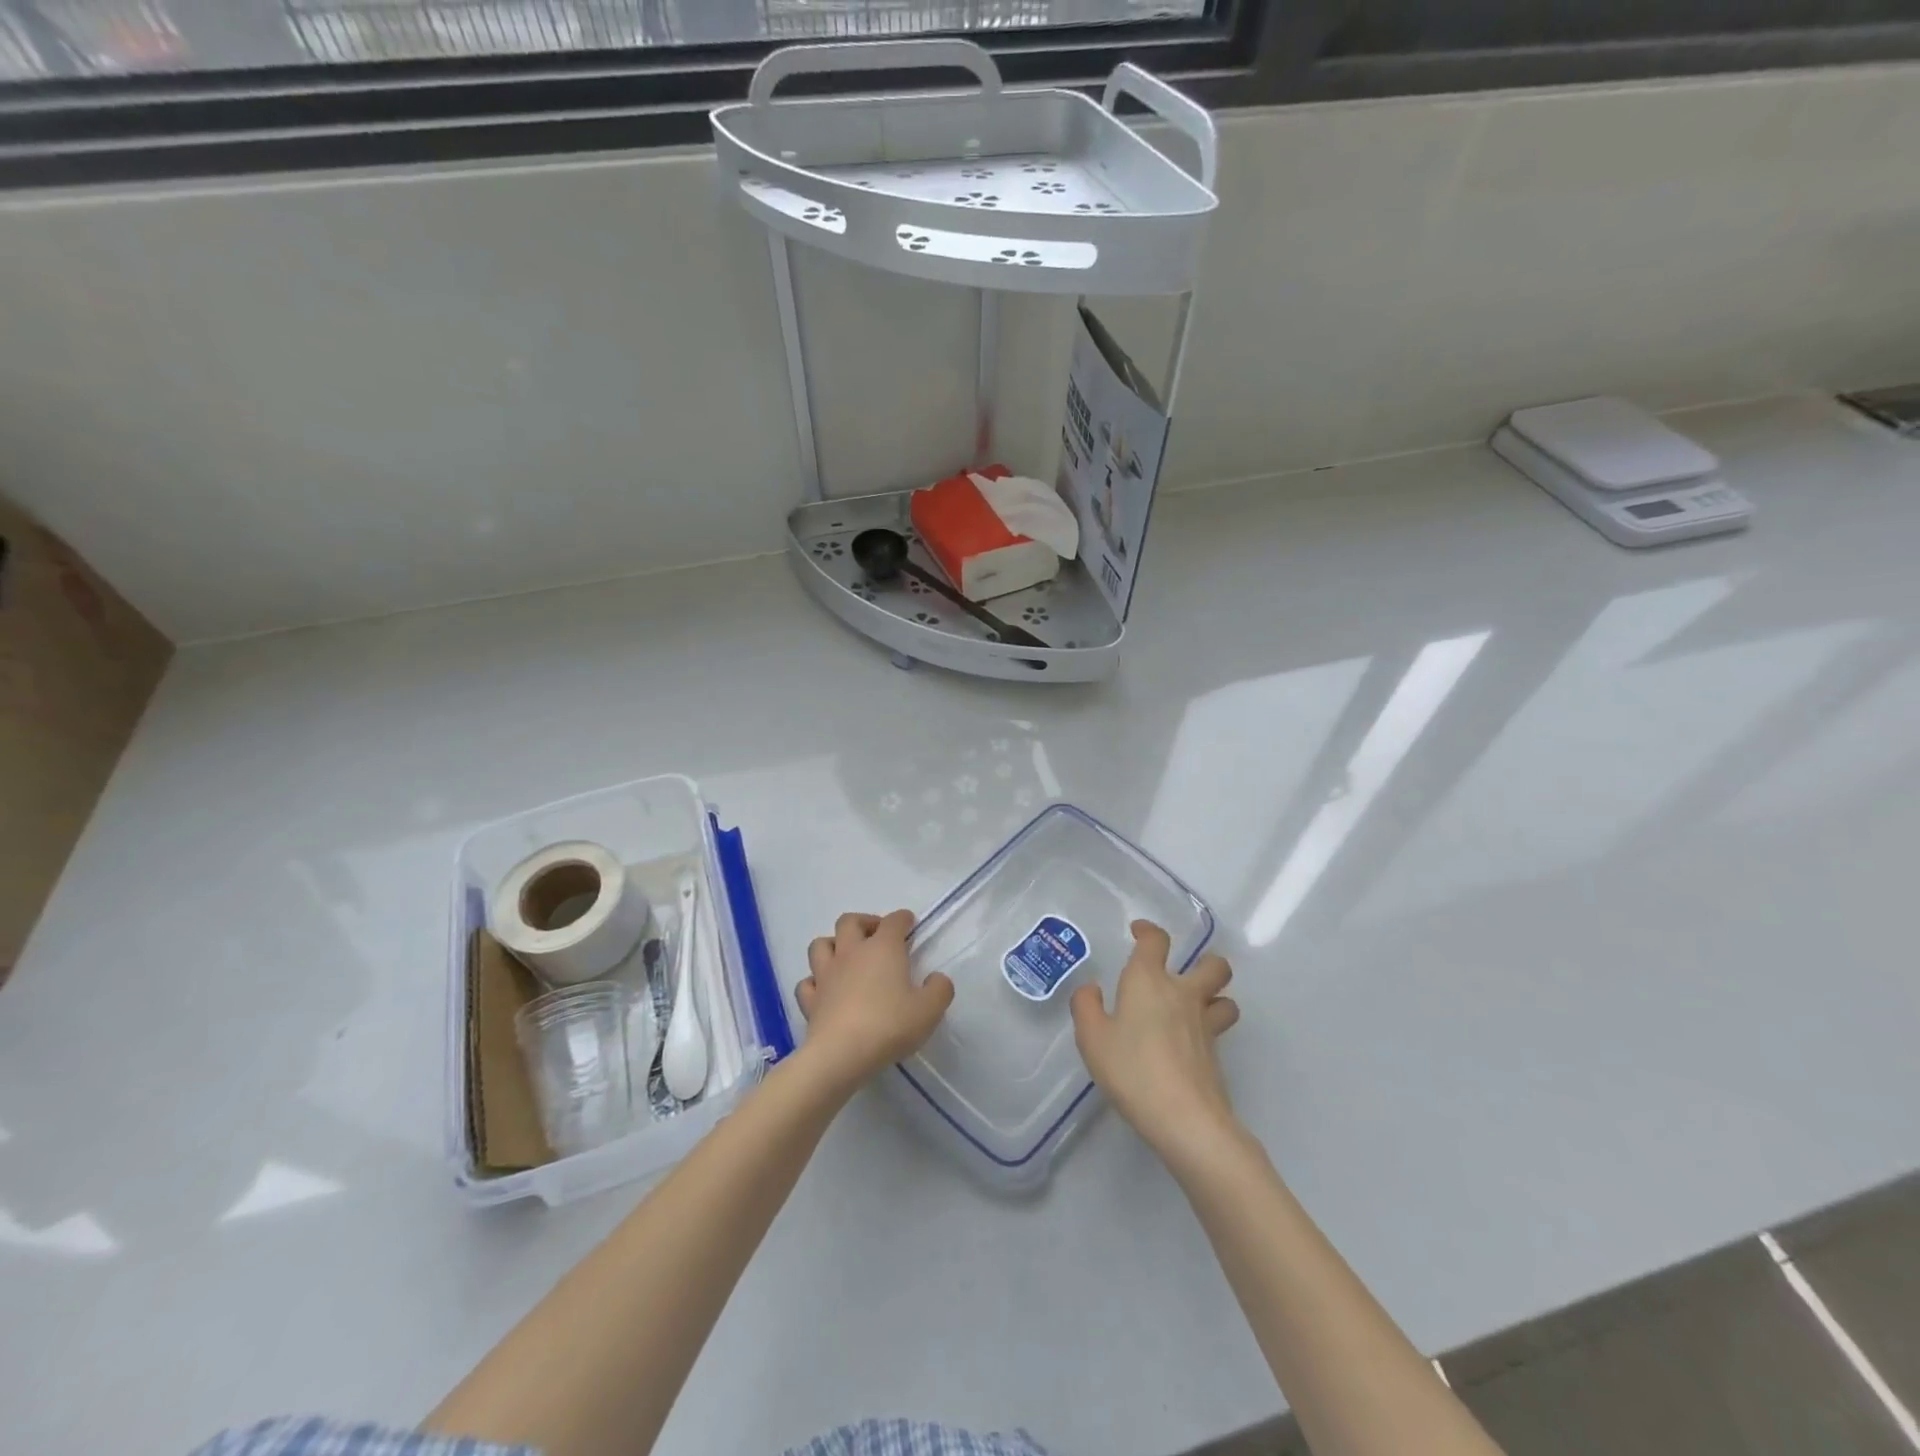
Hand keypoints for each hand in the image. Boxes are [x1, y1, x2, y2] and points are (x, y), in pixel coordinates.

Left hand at [796, 911, 954, 1084]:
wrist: (841, 1054)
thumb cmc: (889, 1025)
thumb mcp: (929, 1010)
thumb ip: (939, 990)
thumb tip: (936, 979)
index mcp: (883, 948)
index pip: (893, 921)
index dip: (903, 919)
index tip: (909, 924)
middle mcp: (852, 953)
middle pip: (850, 921)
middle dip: (864, 922)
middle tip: (877, 937)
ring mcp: (826, 975)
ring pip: (820, 944)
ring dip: (833, 945)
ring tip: (846, 958)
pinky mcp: (810, 1000)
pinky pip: (807, 982)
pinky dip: (815, 982)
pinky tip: (825, 991)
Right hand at [1071, 920, 1239, 1160]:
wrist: (1185, 1118)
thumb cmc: (1132, 1069)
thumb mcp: (1092, 1038)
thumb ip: (1086, 1007)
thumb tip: (1092, 990)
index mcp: (1148, 981)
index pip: (1156, 941)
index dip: (1148, 931)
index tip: (1139, 932)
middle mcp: (1183, 994)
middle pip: (1213, 965)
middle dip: (1205, 961)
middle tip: (1186, 972)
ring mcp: (1205, 1025)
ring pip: (1226, 998)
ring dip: (1215, 996)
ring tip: (1196, 1007)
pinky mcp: (1216, 1054)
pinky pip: (1218, 1029)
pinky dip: (1208, 1029)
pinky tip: (1188, 1045)